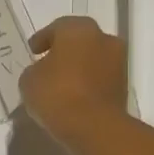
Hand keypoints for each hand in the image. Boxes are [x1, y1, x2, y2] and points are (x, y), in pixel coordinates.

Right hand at [19, 16, 128, 148]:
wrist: (93, 127)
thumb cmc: (57, 94)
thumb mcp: (29, 80)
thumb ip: (35, 70)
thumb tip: (43, 72)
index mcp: (79, 29)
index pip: (57, 27)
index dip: (42, 39)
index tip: (33, 51)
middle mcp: (103, 38)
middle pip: (79, 41)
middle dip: (64, 51)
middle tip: (48, 64)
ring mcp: (118, 62)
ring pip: (93, 59)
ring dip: (78, 67)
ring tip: (60, 84)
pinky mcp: (124, 86)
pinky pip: (100, 78)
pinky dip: (88, 83)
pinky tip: (74, 96)